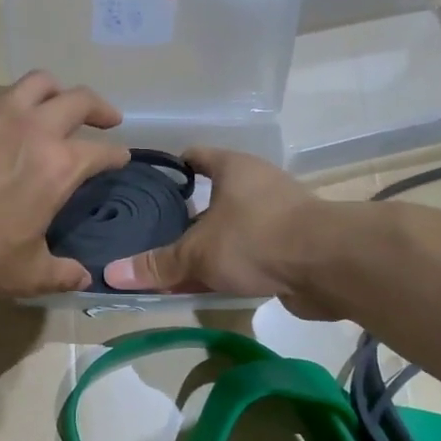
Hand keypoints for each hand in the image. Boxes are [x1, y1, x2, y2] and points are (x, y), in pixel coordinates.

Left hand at [0, 72, 130, 296]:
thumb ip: (60, 274)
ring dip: (56, 90)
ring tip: (57, 104)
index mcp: (57, 165)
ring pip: (37, 82)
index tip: (121, 159)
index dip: (117, 155)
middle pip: (78, 99)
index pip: (101, 151)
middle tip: (107, 118)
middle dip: (100, 107)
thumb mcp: (22, 275)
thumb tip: (84, 277)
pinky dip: (11, 106)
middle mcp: (32, 128)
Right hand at [101, 148, 334, 315]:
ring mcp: (279, 216)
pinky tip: (210, 283)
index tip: (150, 184)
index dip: (172, 168)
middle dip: (188, 216)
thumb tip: (112, 273)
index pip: (196, 157)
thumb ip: (158, 264)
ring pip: (233, 228)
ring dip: (211, 245)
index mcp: (233, 168)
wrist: (329, 265)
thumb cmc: (256, 238)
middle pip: (214, 196)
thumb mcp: (198, 252)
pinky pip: (251, 253)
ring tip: (177, 262)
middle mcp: (257, 185)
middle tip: (155, 232)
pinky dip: (232, 266)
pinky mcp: (294, 246)